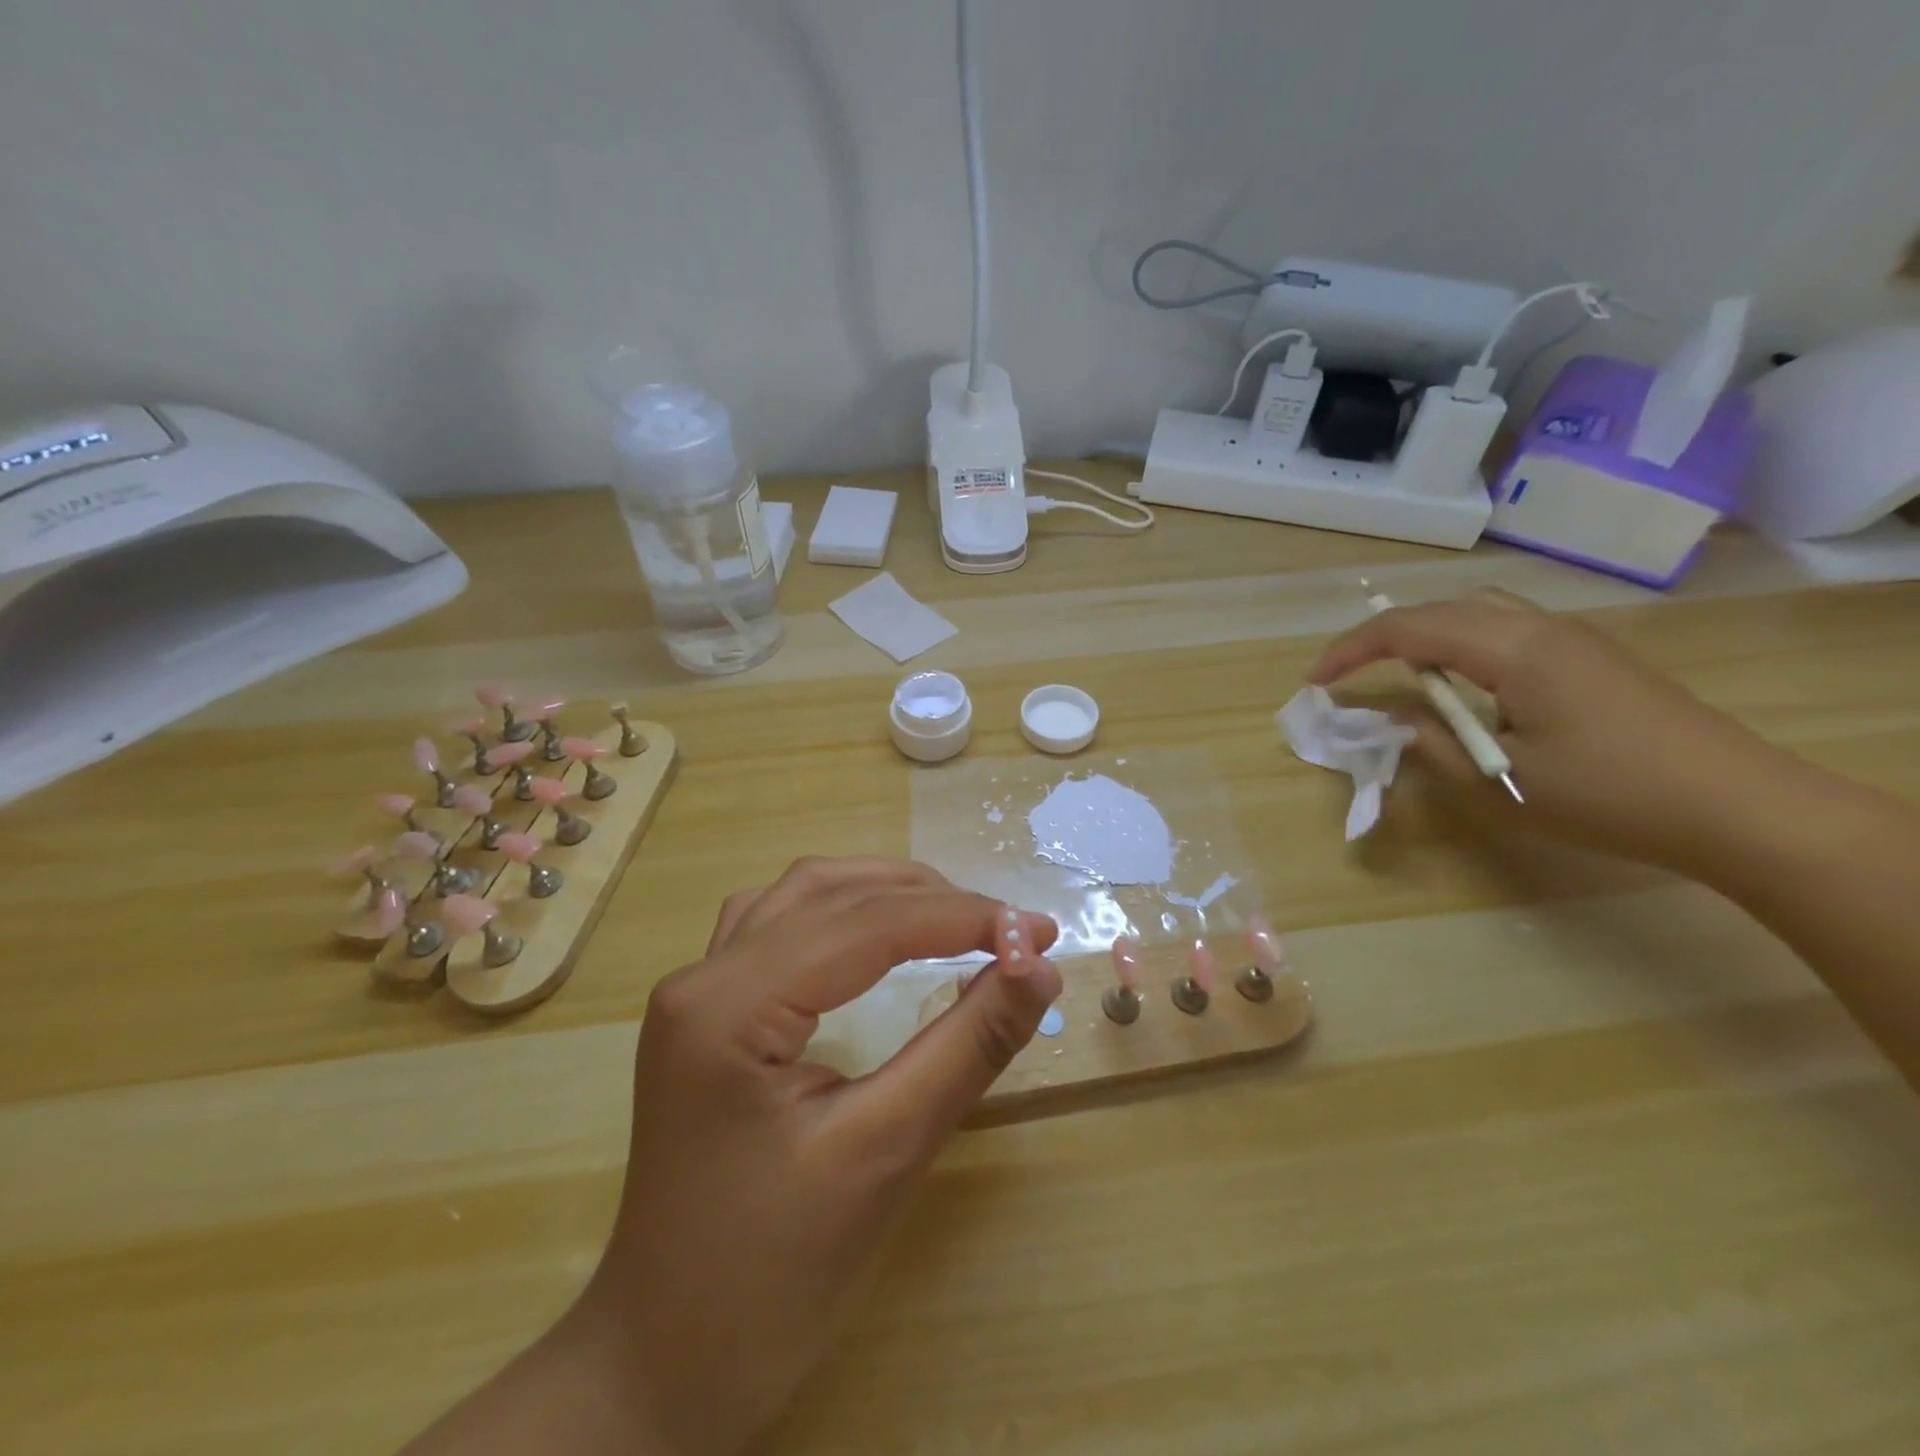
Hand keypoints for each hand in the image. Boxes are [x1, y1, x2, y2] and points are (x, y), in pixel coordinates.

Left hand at [576, 857, 1060, 1455]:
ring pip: (803, 896)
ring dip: (884, 894)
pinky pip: (779, 924)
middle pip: (832, 896)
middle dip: (931, 901)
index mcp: (727, 1005)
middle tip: (1010, 931)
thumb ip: (967, 1046)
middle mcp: (701, 975)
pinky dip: (843, 912)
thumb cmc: (773, 1277)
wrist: (663, 1365)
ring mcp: (697, 990)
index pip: (867, 926)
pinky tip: (874, 932)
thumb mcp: (885, 1152)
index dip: (963, 918)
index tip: (1040, 932)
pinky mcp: (707, 1012)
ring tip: (956, 917)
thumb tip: (1037, 968)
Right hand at [1309, 589, 1784, 873]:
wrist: (1738, 808)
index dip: (1352, 650)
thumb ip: (1432, 744)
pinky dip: (1460, 645)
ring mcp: (1571, 638)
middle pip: (1441, 608)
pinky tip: (1460, 684)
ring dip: (1424, 635)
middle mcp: (1540, 627)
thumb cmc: (1610, 795)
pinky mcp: (1588, 657)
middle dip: (1383, 636)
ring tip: (1397, 676)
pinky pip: (1505, 629)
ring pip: (1476, 611)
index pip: (1410, 629)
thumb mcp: (1502, 780)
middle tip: (1349, 676)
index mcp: (1514, 650)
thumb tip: (1390, 719)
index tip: (1315, 682)